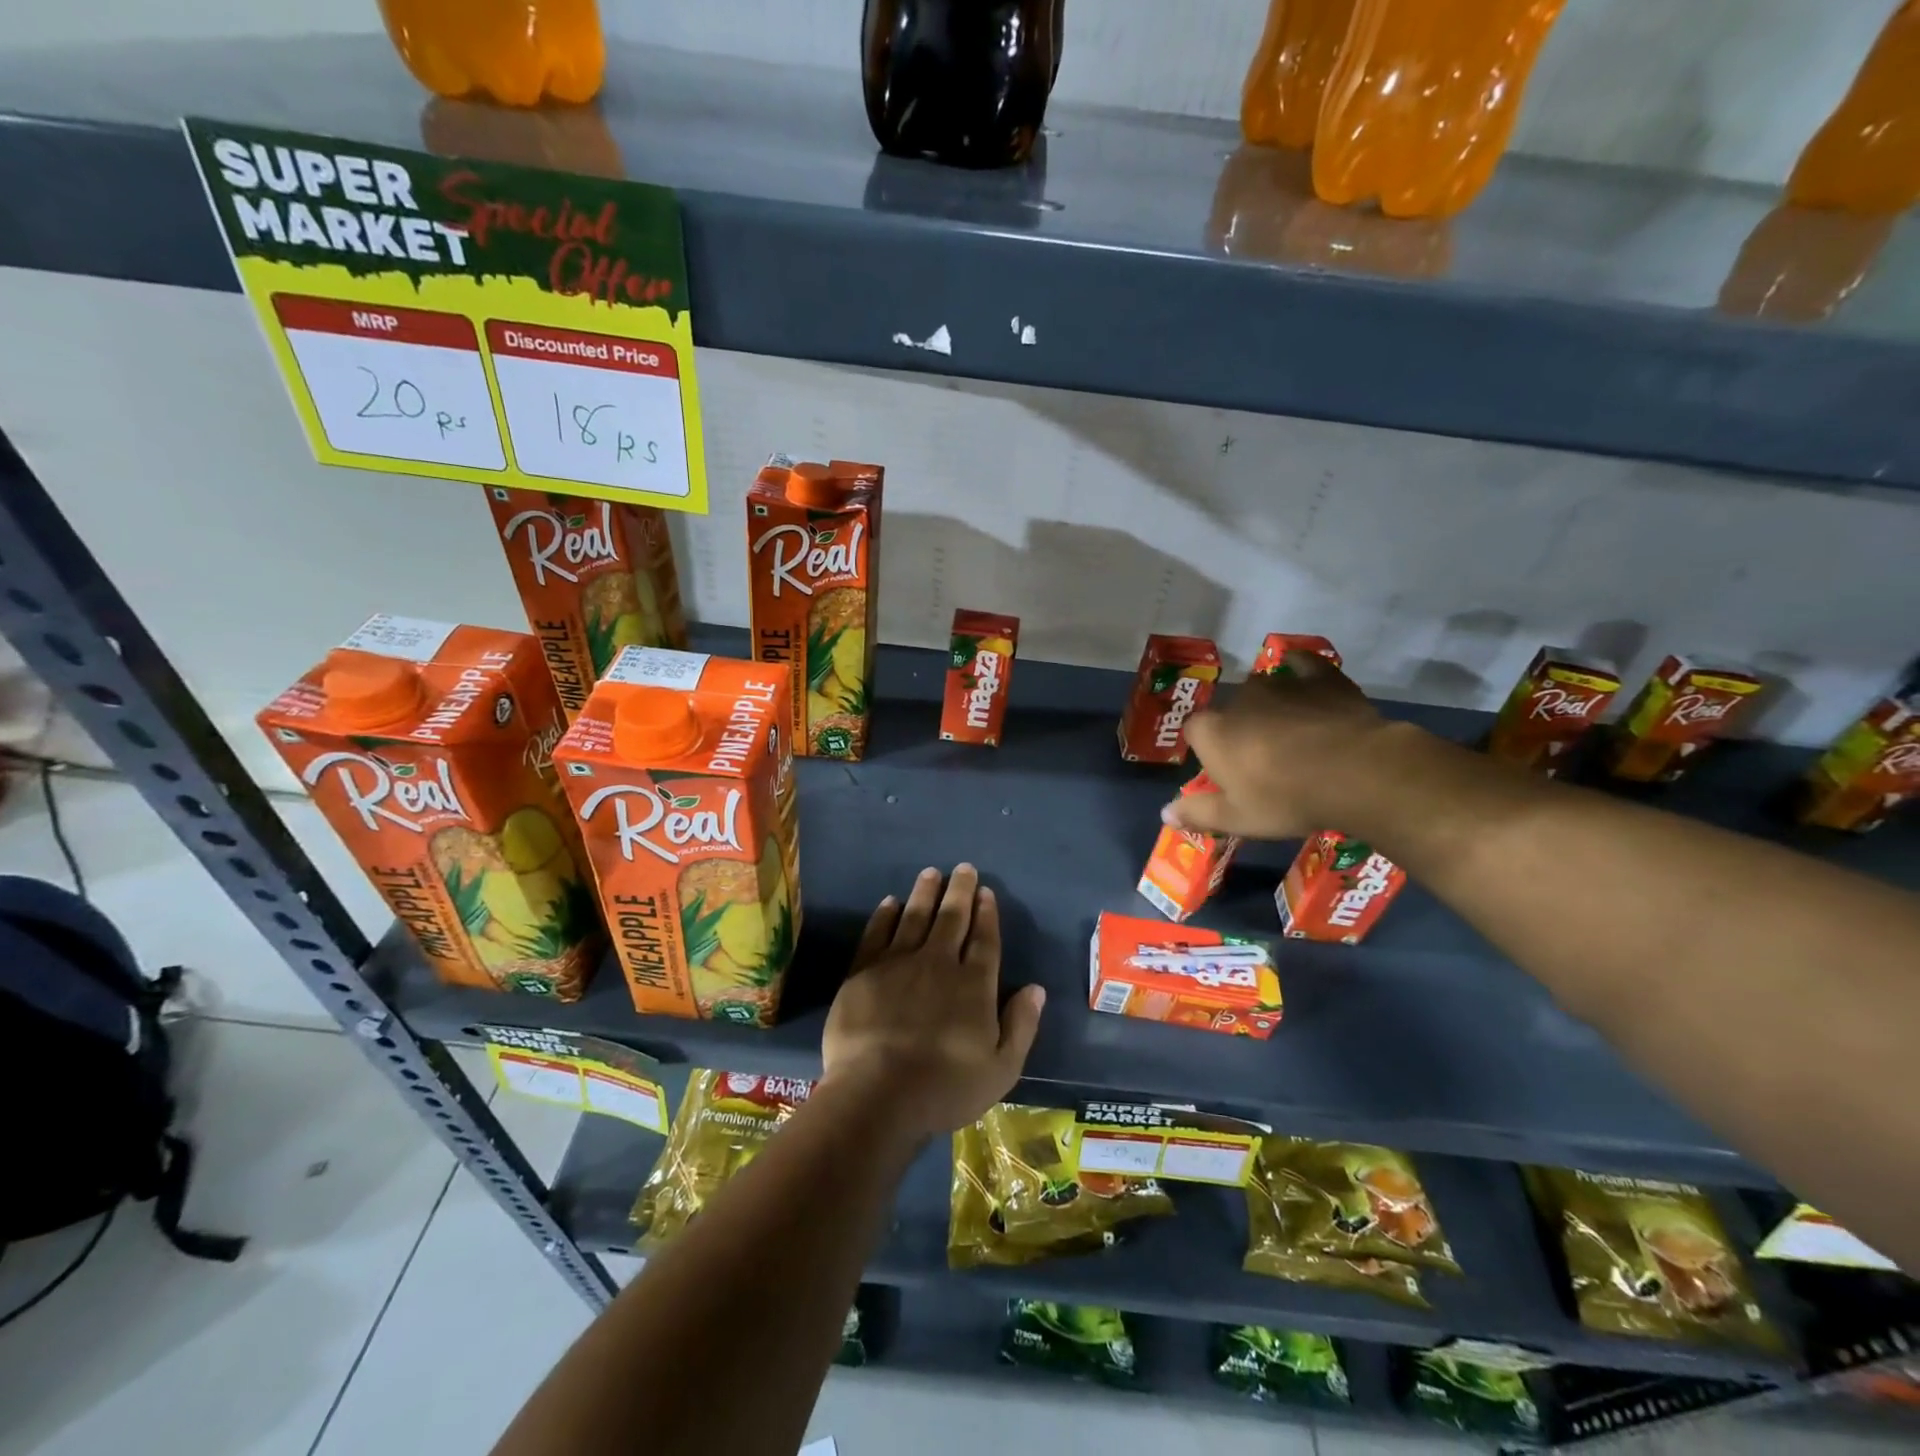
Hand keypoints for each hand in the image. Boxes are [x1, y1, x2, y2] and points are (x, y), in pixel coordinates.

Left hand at [821, 863, 1044, 1138]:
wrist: (877, 1093)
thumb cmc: (945, 1088)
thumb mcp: (1001, 1069)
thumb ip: (1021, 1025)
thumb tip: (1036, 988)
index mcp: (973, 985)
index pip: (984, 939)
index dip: (987, 914)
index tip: (987, 892)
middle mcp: (938, 963)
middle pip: (952, 918)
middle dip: (960, 891)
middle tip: (964, 868)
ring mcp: (898, 963)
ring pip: (915, 916)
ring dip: (925, 892)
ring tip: (931, 873)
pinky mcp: (864, 971)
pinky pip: (877, 933)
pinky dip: (885, 915)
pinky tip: (890, 902)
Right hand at [1164, 651, 1392, 839]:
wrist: (1356, 772)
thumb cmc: (1286, 799)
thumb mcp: (1237, 818)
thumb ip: (1198, 813)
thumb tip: (1165, 814)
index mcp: (1212, 731)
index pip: (1194, 730)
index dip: (1207, 749)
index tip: (1224, 770)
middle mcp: (1239, 699)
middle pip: (1230, 710)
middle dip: (1240, 728)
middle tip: (1262, 759)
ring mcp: (1281, 683)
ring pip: (1265, 690)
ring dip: (1271, 707)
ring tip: (1291, 731)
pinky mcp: (1321, 677)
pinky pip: (1304, 666)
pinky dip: (1301, 672)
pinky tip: (1307, 683)